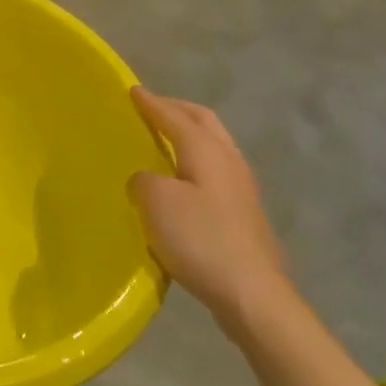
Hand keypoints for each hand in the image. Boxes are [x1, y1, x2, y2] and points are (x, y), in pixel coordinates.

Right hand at [128, 89, 290, 336]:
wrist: (252, 295)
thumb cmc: (200, 239)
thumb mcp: (156, 202)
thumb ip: (144, 180)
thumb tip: (146, 179)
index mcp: (207, 151)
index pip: (175, 117)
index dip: (152, 103)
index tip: (133, 90)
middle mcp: (229, 162)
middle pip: (204, 123)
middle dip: (177, 111)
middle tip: (152, 108)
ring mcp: (242, 190)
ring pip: (214, 147)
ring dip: (190, 136)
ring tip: (165, 141)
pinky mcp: (244, 216)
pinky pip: (215, 173)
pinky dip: (195, 163)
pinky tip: (181, 183)